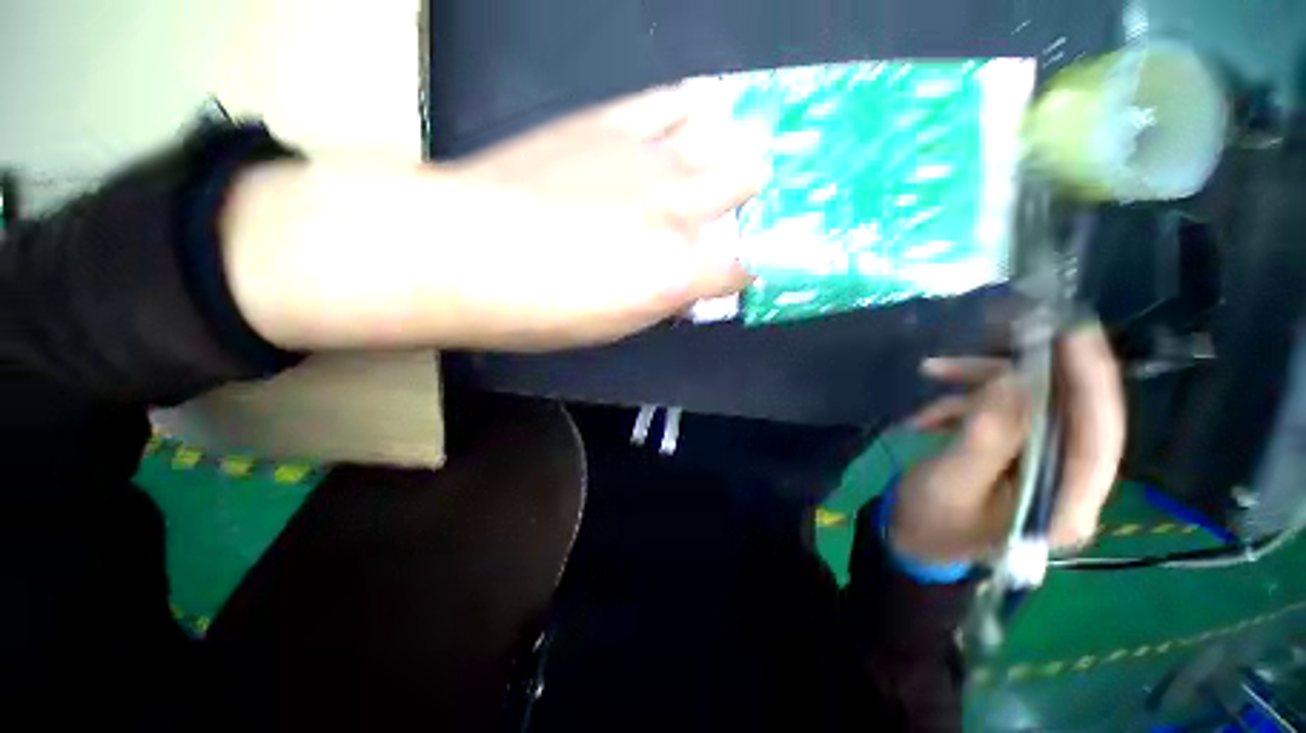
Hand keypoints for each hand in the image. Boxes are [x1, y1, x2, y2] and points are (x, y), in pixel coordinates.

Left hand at [223, 88, 765, 351]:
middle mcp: (677, 209)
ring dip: (740, 148)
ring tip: (750, 152)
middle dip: (763, 196)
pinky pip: (671, 102)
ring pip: (722, 136)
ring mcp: (646, 156)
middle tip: (766, 202)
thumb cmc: (543, 308)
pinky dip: (699, 105)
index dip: (763, 264)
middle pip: (748, 186)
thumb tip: (697, 285)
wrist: (462, 251)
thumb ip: (668, 300)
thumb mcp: (618, 323)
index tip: (772, 262)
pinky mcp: (609, 122)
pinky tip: (711, 105)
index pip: (746, 265)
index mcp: (677, 271)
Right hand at [887, 323, 1124, 565]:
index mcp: (1064, 505)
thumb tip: (1013, 381)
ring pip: (1027, 406)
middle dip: (1020, 373)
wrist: (912, 539)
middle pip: (1064, 412)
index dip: (1092, 383)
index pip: (1098, 439)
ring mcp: (1041, 467)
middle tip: (994, 332)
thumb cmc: (931, 522)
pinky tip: (926, 415)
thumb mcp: (951, 482)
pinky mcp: (1016, 455)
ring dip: (979, 386)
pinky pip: (1000, 414)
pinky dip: (963, 404)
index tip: (1073, 334)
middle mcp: (1066, 483)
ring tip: (930, 373)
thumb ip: (986, 437)